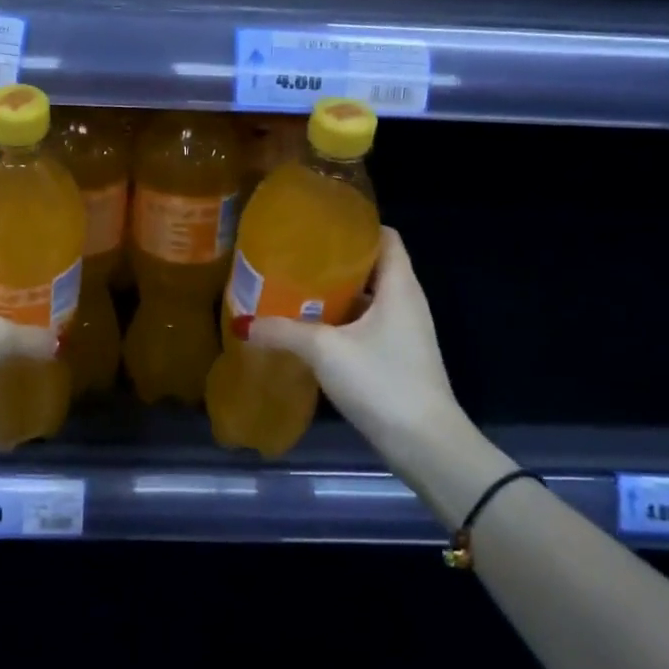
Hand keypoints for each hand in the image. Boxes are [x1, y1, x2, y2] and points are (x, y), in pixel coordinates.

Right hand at [248, 227, 479, 487]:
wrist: (424, 443)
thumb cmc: (382, 380)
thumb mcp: (325, 351)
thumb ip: (283, 332)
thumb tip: (243, 323)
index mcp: (400, 286)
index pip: (385, 237)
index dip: (356, 225)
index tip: (319, 225)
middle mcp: (406, 302)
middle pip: (372, 267)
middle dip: (334, 262)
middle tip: (293, 257)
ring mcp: (403, 332)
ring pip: (366, 300)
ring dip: (334, 295)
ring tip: (293, 290)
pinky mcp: (396, 358)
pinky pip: (365, 327)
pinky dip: (340, 323)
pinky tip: (308, 331)